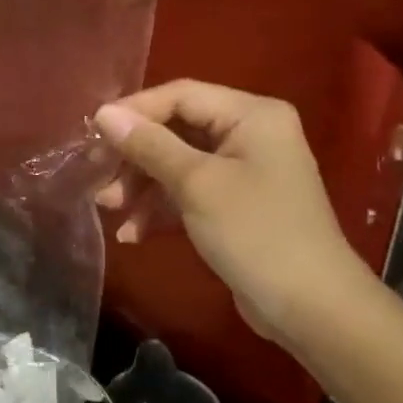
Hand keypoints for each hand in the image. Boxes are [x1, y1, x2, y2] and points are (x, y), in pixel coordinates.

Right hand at [94, 81, 374, 344]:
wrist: (309, 307)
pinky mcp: (234, 207)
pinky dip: (159, 210)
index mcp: (251, 116)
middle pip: (175, 131)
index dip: (134, 113)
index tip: (92, 136)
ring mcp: (242, 172)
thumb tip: (103, 113)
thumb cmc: (255, 233)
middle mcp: (248, 135)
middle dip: (134, 158)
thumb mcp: (197, 184)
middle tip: (98, 180)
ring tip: (110, 211)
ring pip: (176, 166)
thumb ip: (149, 145)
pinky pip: (187, 195)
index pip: (180, 96)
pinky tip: (132, 235)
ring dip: (140, 187)